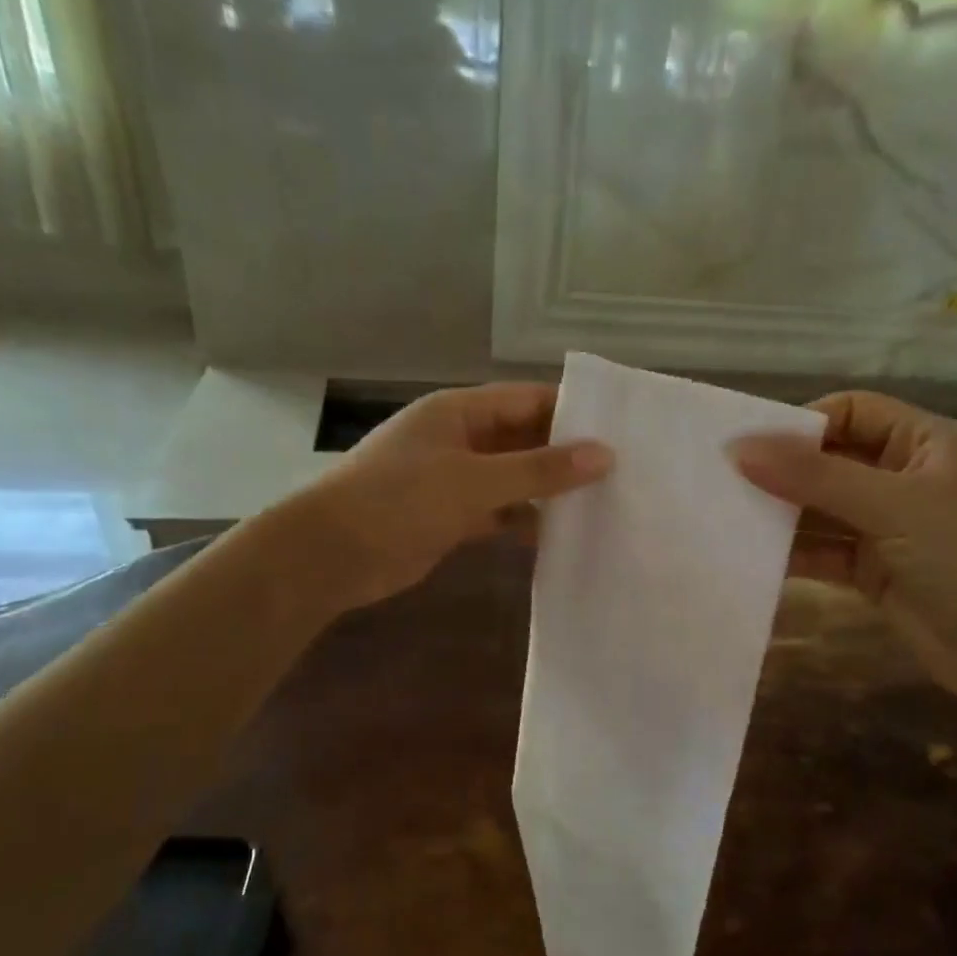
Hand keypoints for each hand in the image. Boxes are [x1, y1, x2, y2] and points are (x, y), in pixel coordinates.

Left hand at [296, 383, 611, 607]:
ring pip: (515, 479)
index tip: (622, 432)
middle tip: (624, 474)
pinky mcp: (452, 517)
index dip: (574, 412)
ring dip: (550, 492)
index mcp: (460, 412)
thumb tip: (605, 455)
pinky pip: (500, 512)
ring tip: (605, 505)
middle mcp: (461, 439)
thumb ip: (539, 469)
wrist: (332, 555)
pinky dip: (526, 522)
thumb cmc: (399, 502)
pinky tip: (562, 536)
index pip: (529, 400)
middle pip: (525, 439)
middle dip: (567, 456)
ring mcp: (455, 480)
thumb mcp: (474, 480)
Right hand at [735, 392, 956, 708]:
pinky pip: (826, 551)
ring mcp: (890, 528)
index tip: (748, 448)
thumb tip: (739, 448)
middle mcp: (905, 478)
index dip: (800, 424)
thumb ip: (814, 476)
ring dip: (783, 515)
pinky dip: (794, 553)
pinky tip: (754, 557)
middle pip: (831, 461)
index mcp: (924, 442)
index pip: (851, 412)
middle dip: (783, 471)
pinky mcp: (876, 571)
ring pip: (823, 509)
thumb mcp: (892, 506)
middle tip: (723, 484)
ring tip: (727, 519)